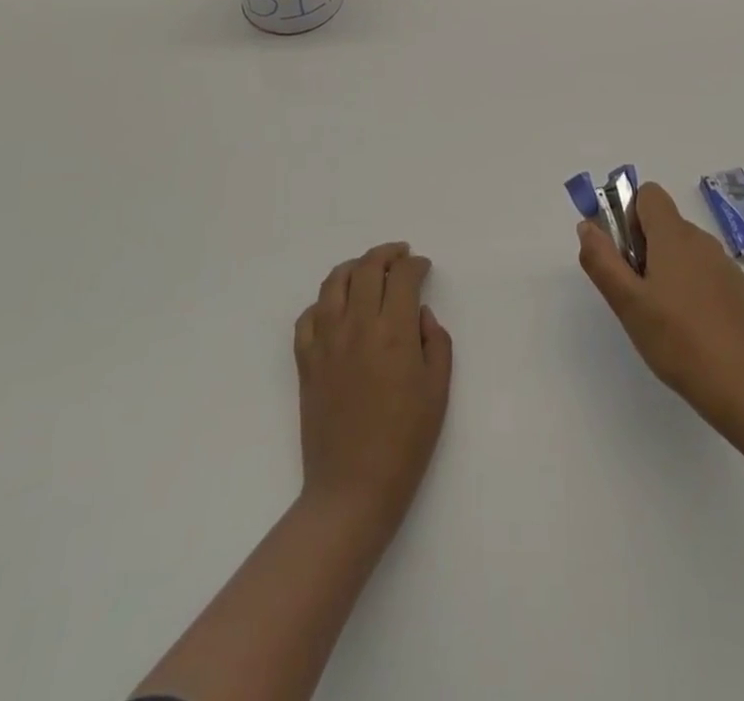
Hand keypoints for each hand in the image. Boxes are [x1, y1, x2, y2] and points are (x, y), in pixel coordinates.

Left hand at [293, 242, 453, 531]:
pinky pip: (308, 316)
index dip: (415, 265)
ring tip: (367, 269)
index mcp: (394, 331)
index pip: (403, 277)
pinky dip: (323, 302)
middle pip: (367, 268)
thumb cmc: (405, 443)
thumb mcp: (438, 391)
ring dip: (353, 267)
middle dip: (387, 254)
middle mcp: (357, 325)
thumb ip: (435, 342)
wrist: (352, 489)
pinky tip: (335, 307)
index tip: (423, 267)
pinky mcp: (305, 361)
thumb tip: (419, 314)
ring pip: (334, 283)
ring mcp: (326, 341)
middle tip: (400, 255)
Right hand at [577, 182, 743, 421]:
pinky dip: (692, 288)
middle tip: (637, 294)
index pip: (649, 194)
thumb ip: (602, 260)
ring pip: (685, 250)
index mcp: (674, 235)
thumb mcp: (627, 303)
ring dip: (667, 269)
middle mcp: (703, 241)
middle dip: (644, 248)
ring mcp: (726, 266)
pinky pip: (706, 273)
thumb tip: (588, 226)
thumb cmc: (678, 341)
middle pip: (664, 224)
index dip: (629, 215)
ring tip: (662, 316)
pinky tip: (691, 328)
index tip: (625, 254)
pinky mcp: (741, 291)